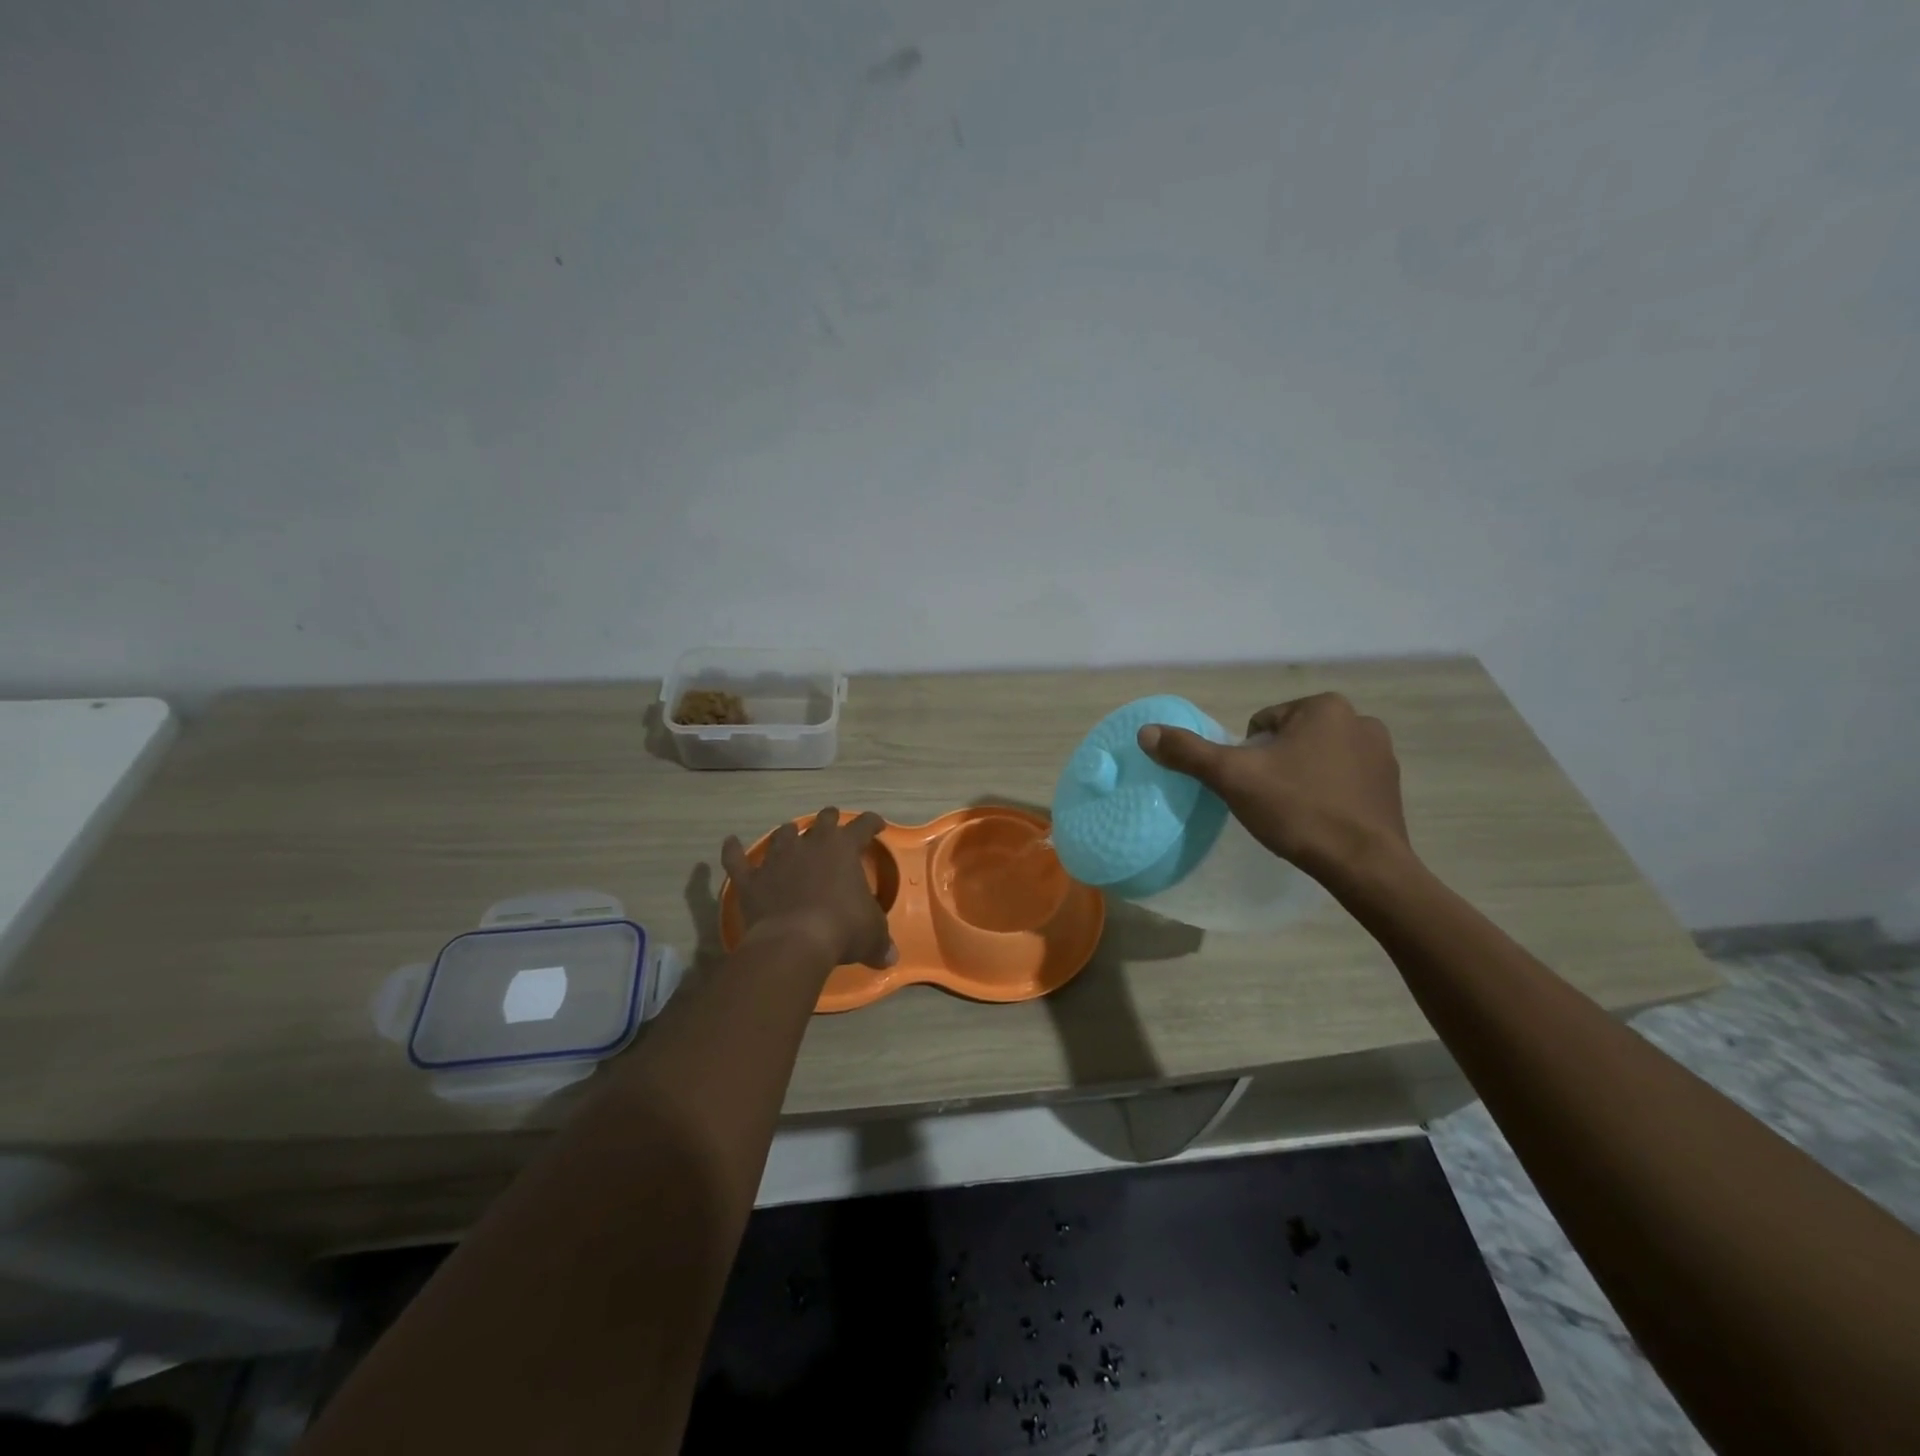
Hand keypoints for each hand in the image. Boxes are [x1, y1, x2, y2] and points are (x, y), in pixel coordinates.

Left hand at [721, 808, 896, 969]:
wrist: (794, 941)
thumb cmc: (842, 928)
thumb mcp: (872, 935)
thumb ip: (880, 941)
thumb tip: (891, 958)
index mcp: (844, 848)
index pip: (862, 825)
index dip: (871, 823)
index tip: (876, 825)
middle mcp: (811, 844)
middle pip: (822, 820)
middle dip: (829, 820)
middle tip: (832, 824)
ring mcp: (777, 858)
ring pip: (783, 835)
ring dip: (788, 835)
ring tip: (790, 836)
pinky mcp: (751, 879)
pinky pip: (737, 860)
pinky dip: (733, 851)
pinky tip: (730, 843)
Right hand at [1136, 693, 1411, 884]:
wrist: (1364, 866)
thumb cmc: (1298, 811)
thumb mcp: (1233, 778)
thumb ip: (1189, 752)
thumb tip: (1146, 732)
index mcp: (1323, 707)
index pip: (1261, 724)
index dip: (1247, 756)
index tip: (1252, 786)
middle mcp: (1359, 720)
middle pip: (1289, 739)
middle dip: (1274, 765)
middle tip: (1269, 801)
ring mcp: (1382, 753)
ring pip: (1316, 759)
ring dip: (1301, 778)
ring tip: (1295, 814)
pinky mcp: (1391, 786)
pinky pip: (1343, 780)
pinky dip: (1328, 794)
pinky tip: (1321, 821)